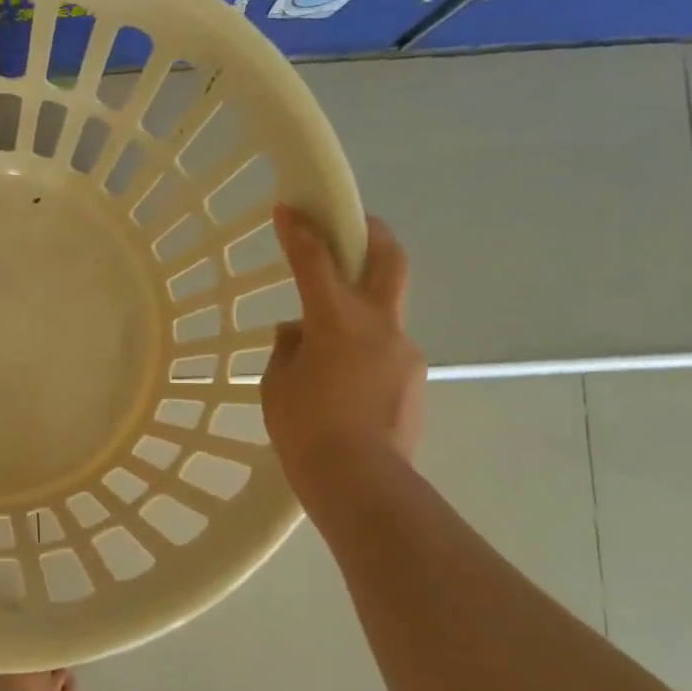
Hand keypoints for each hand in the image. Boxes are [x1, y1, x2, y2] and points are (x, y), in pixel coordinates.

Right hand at [260, 205, 425, 505]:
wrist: (362, 483)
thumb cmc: (305, 429)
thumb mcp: (277, 384)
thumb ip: (287, 349)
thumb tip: (298, 333)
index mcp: (337, 321)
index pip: (316, 261)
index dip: (299, 231)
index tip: (290, 207)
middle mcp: (379, 325)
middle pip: (387, 261)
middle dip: (370, 233)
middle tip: (356, 221)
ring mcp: (404, 351)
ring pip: (385, 309)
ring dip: (362, 302)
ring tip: (329, 337)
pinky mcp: (414, 379)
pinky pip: (385, 348)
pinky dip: (363, 347)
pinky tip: (343, 378)